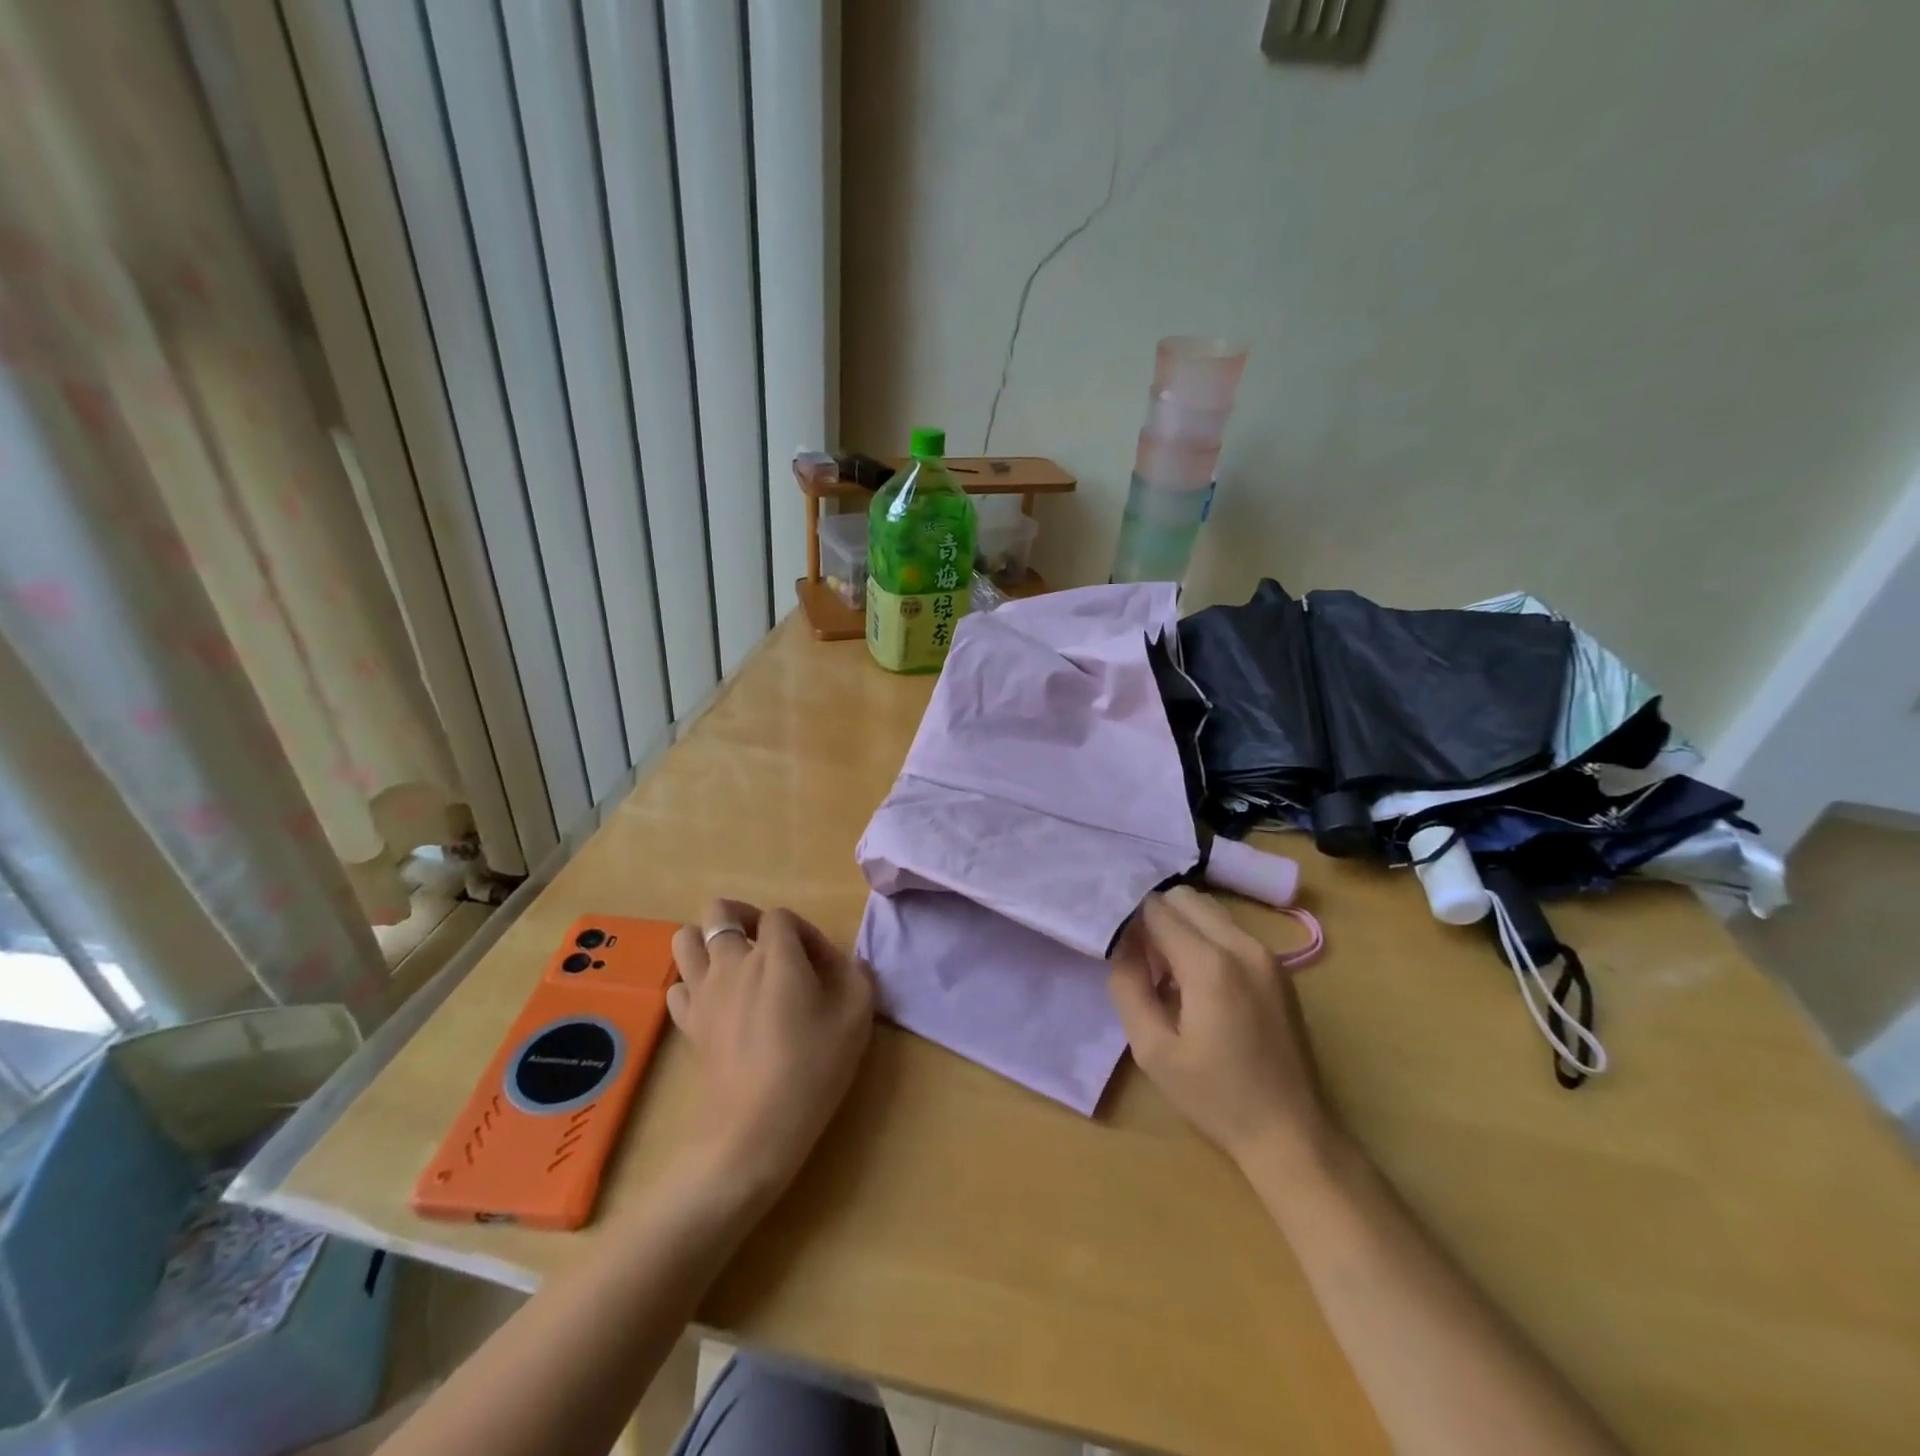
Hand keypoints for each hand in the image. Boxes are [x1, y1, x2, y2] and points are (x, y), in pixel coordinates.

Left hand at [667, 900, 874, 1198]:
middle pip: (720, 910)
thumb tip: (836, 960)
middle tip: (768, 945)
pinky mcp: (687, 1023)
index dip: (803, 932)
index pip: (781, 916)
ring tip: (736, 964)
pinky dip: (695, 982)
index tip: (820, 964)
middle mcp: (733, 961)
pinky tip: (718, 1001)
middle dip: (744, 917)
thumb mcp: (857, 1015)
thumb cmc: (813, 1067)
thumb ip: (853, 973)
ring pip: (687, 938)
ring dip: (710, 941)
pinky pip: (679, 984)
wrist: (755, 1129)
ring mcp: (703, 991)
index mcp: (776, 954)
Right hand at [1108, 886, 1334, 1170]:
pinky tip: (1197, 983)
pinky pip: (1229, 930)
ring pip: (1208, 910)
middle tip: (1141, 959)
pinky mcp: (1277, 968)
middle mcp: (1241, 945)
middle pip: (1184, 897)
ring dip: (1180, 926)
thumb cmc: (1215, 1097)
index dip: (1130, 921)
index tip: (1118, 947)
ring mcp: (1265, 954)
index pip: (1156, 908)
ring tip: (1167, 972)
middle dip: (1155, 917)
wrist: (1291, 1133)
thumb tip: (1122, 945)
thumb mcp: (1152, 1050)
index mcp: (1209, 964)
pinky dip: (1204, 939)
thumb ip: (1128, 986)